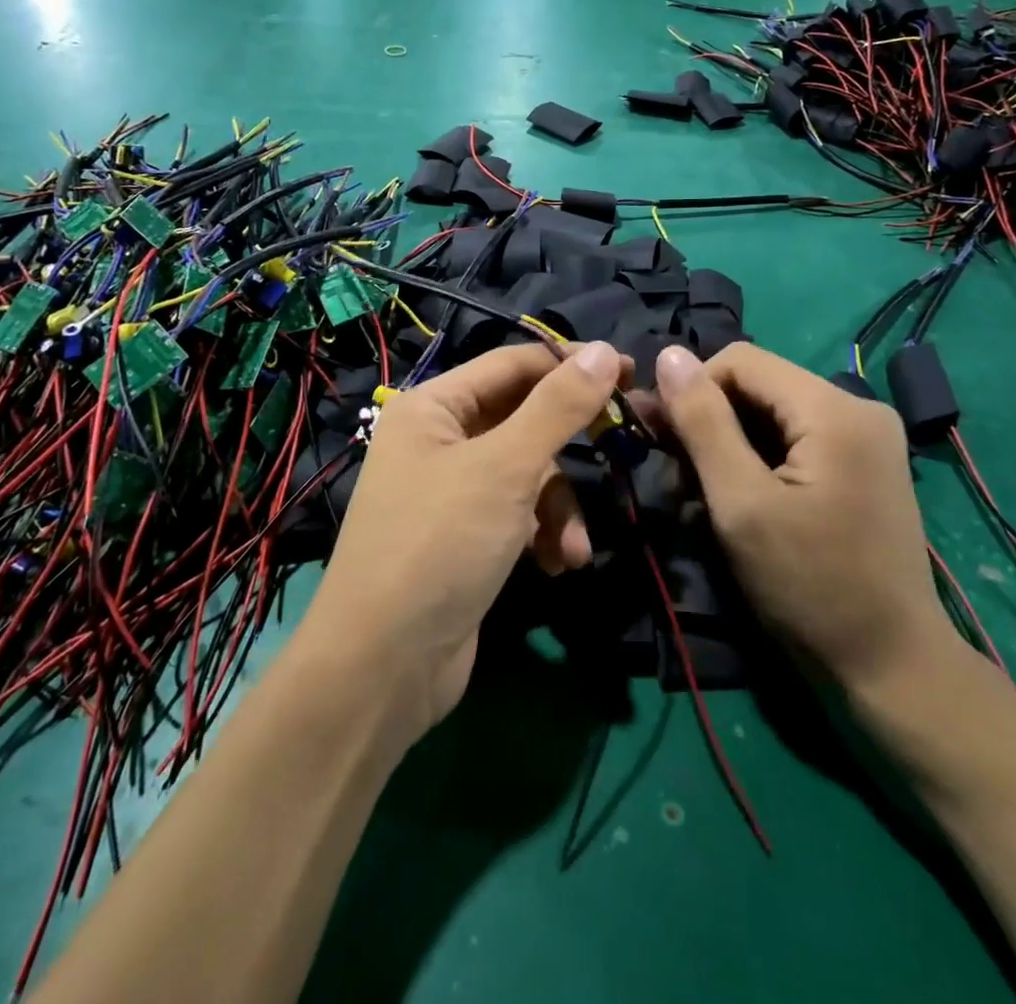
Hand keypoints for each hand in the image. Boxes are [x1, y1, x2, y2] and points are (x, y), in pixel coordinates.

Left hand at [306, 341, 626, 735]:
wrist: (384, 666)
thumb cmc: (440, 544)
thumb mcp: (505, 468)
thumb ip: (558, 407)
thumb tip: (603, 351)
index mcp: (433, 407)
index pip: (513, 364)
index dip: (571, 364)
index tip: (631, 373)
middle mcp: (439, 440)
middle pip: (523, 419)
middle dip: (570, 444)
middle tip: (629, 439)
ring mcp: (452, 491)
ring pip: (528, 473)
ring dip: (560, 506)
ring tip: (574, 546)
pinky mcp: (467, 537)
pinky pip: (519, 514)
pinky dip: (543, 535)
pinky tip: (557, 566)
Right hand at [653, 343, 958, 694]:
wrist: (892, 668)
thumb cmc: (809, 587)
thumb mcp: (741, 504)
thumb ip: (703, 423)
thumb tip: (669, 354)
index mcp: (834, 409)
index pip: (740, 360)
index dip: (692, 390)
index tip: (661, 440)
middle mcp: (857, 407)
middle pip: (757, 386)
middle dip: (708, 423)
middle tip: (675, 476)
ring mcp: (865, 437)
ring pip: (771, 414)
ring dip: (727, 446)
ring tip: (700, 497)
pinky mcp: (862, 464)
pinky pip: (793, 439)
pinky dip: (756, 461)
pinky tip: (736, 500)